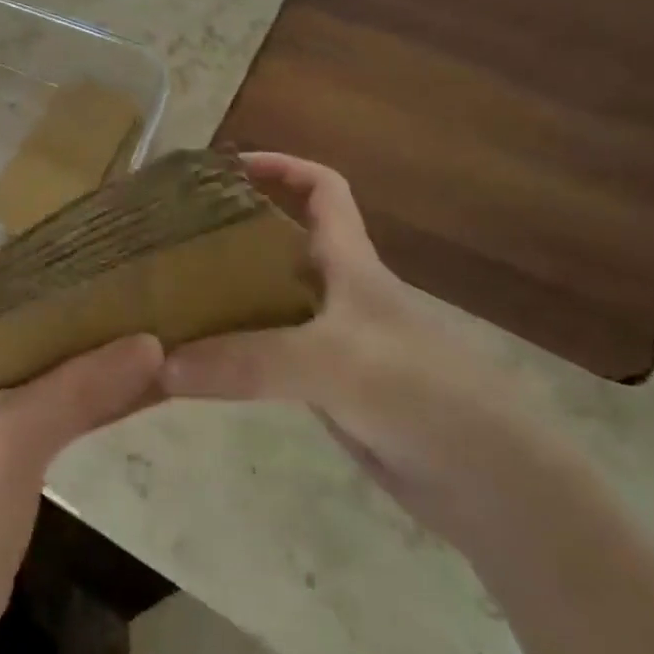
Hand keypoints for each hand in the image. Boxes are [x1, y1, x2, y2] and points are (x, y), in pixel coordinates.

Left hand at [0, 247, 163, 636]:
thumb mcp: (14, 439)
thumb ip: (79, 390)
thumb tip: (151, 343)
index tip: (27, 258)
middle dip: (38, 291)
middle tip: (94, 283)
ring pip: (28, 357)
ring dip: (71, 341)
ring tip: (125, 321)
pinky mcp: (8, 449)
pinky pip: (52, 403)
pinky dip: (88, 390)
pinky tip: (137, 386)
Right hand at [162, 152, 570, 552]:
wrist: (493, 487)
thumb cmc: (423, 395)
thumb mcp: (333, 362)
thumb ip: (248, 360)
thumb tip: (160, 364)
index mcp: (350, 261)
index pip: (322, 189)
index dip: (281, 167)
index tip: (225, 167)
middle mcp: (337, 291)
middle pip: (278, 242)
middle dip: (229, 230)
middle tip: (169, 236)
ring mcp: (330, 340)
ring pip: (267, 299)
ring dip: (223, 292)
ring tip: (166, 291)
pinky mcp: (324, 386)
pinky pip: (265, 352)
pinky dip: (231, 347)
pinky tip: (195, 356)